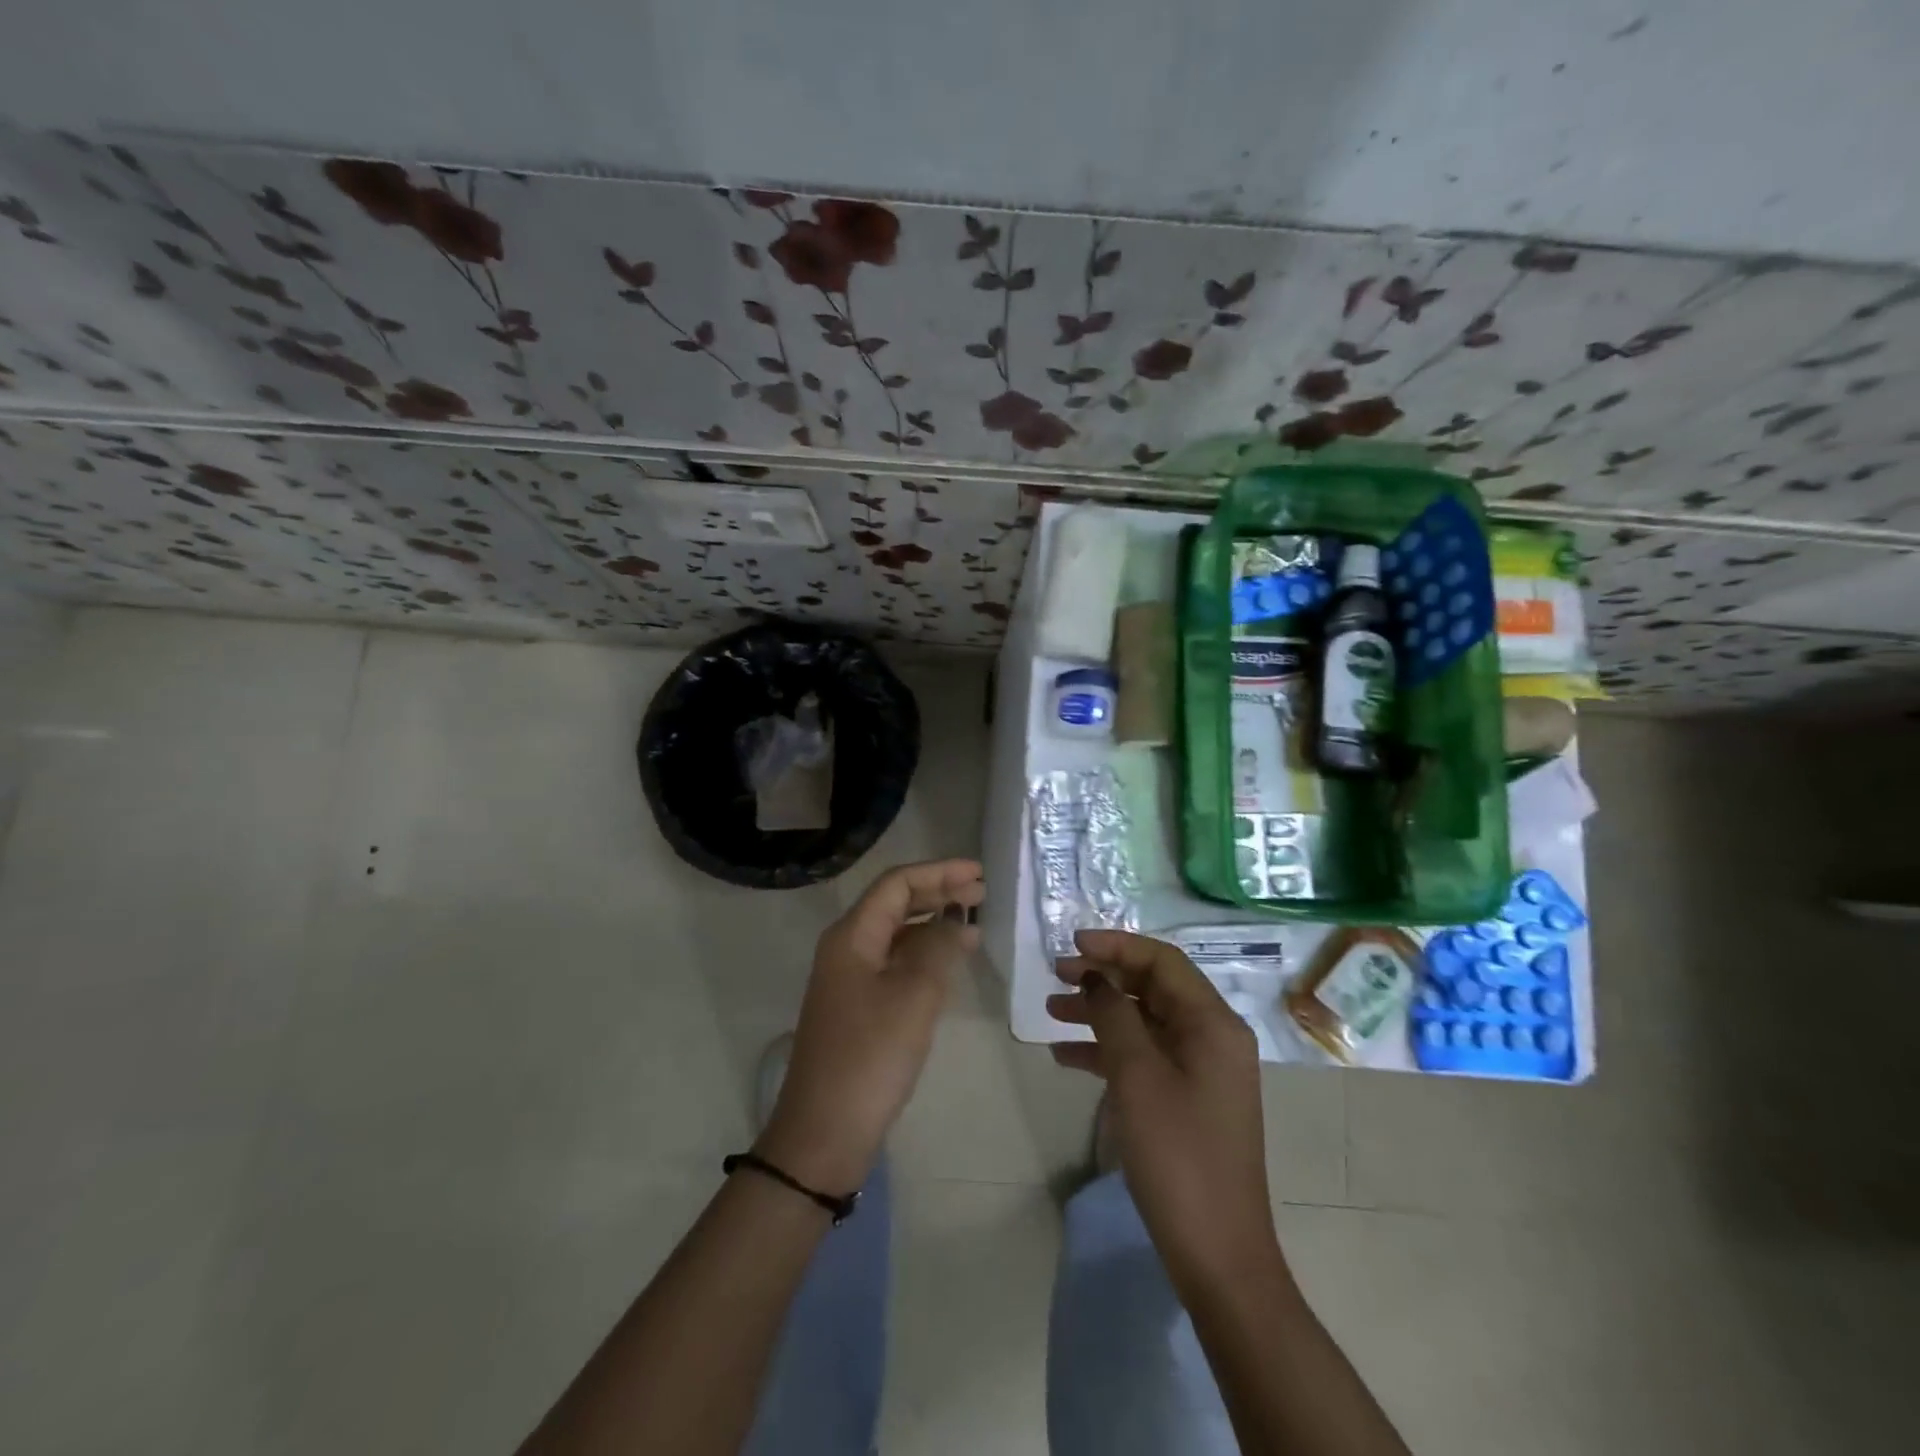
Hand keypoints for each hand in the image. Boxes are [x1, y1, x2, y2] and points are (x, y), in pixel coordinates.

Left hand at [758, 858, 985, 1192]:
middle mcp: (847, 948)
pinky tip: (951, 961)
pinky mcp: (859, 1007)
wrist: (824, 1132)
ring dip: (934, 923)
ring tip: (974, 922)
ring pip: (897, 934)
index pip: (897, 884)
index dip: (938, 872)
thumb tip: (955, 920)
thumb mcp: (914, 997)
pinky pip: (896, 963)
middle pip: (895, 904)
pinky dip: (925, 954)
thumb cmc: (870, 1057)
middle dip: (938, 892)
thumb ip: (939, 949)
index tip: (978, 873)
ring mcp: (850, 979)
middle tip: (982, 892)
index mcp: (852, 936)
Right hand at [1048, 930, 1277, 1288]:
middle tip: (1056, 975)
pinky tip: (1065, 1055)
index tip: (1073, 945)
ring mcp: (1201, 1069)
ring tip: (1051, 1011)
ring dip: (1099, 1012)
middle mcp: (1212, 1037)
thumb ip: (1114, 1015)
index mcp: (1213, 1023)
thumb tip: (1097, 978)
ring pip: (1144, 1021)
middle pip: (1153, 987)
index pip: (1163, 961)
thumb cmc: (1178, 1155)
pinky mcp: (1187, 1098)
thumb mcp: (1138, 1076)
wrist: (1217, 1253)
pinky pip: (1144, 1056)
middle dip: (1104, 976)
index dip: (1117, 946)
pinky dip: (1107, 1050)